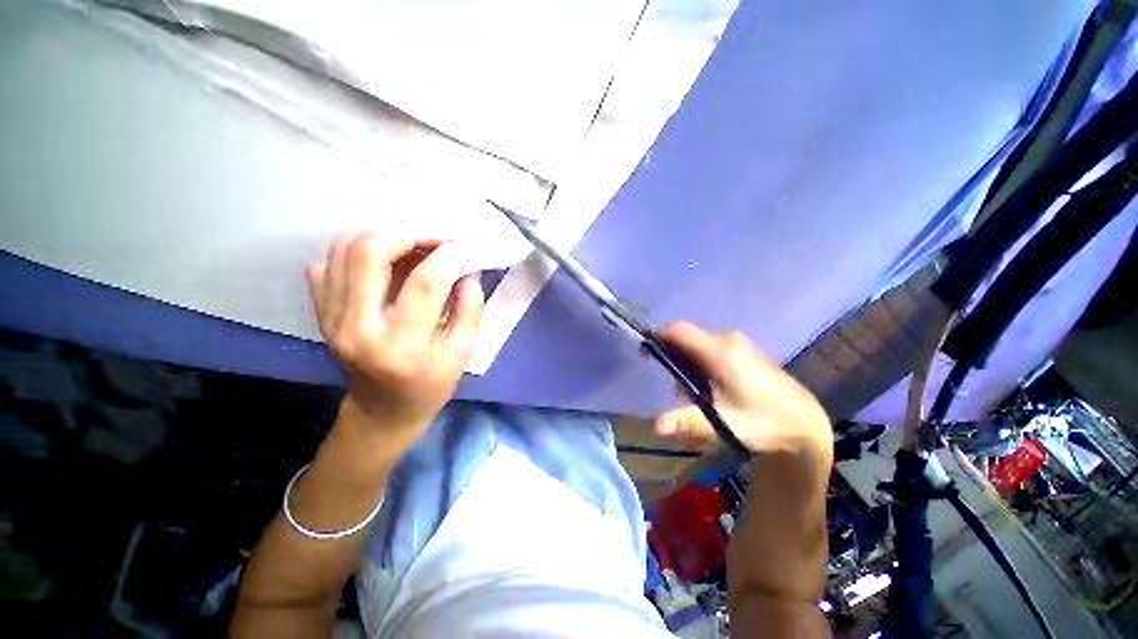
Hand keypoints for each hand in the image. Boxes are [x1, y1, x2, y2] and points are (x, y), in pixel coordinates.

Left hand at [307, 232, 483, 452]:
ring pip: (343, 250)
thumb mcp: (462, 353)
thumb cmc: (430, 385)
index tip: (463, 246)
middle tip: (435, 234)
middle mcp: (357, 328)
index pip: (424, 284)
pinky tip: (385, 255)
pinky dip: (356, 247)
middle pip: (369, 254)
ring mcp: (332, 320)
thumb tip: (467, 268)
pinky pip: (328, 262)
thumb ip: (469, 308)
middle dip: (407, 232)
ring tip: (413, 240)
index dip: (448, 256)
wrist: (382, 412)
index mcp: (401, 346)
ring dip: (381, 233)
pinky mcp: (322, 315)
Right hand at [653, 322, 831, 467]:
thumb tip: (655, 425)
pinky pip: (713, 348)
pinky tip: (713, 388)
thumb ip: (687, 421)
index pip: (679, 330)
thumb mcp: (722, 425)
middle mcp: (728, 340)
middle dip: (674, 358)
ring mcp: (739, 344)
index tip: (646, 353)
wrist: (805, 425)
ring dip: (689, 363)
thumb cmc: (762, 424)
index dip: (658, 336)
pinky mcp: (746, 351)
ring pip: (700, 344)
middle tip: (678, 389)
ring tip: (697, 394)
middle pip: (688, 338)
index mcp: (720, 352)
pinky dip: (702, 363)